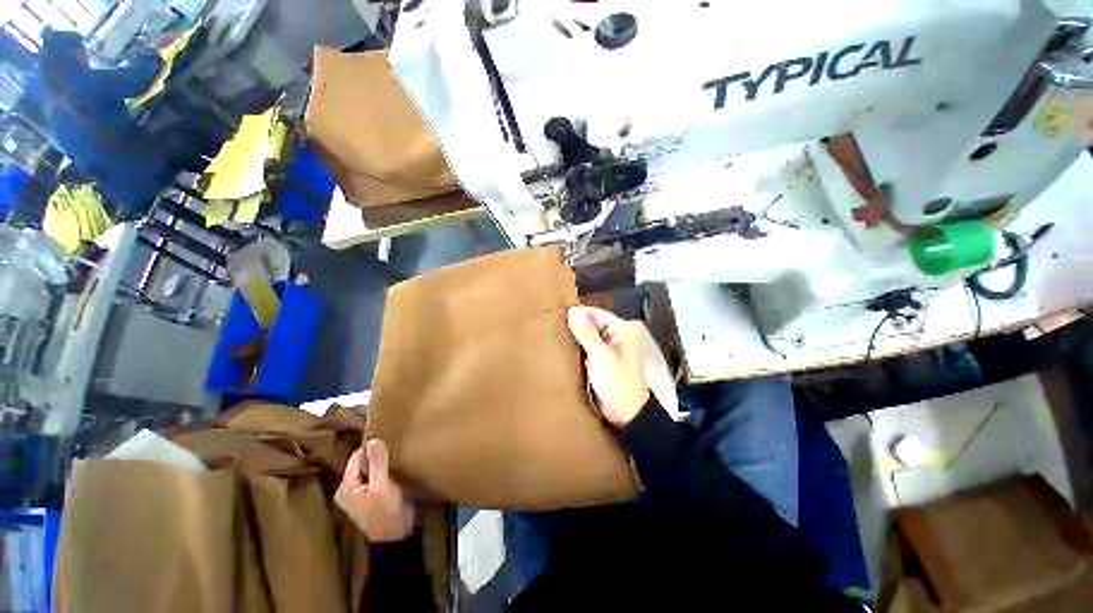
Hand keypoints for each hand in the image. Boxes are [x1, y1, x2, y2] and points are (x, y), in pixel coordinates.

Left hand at [335, 439, 414, 542]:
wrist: (396, 537)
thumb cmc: (385, 512)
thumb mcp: (382, 486)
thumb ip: (377, 463)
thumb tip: (373, 440)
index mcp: (345, 487)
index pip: (356, 459)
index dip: (371, 450)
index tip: (388, 443)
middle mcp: (349, 490)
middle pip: (363, 464)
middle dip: (377, 457)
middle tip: (394, 451)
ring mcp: (359, 494)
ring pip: (370, 470)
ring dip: (382, 464)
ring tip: (396, 458)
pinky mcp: (371, 497)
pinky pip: (376, 477)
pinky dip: (384, 472)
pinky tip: (395, 470)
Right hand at [567, 306, 649, 426]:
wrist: (626, 415)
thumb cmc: (618, 384)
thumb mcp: (601, 357)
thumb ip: (586, 333)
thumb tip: (572, 311)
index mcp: (623, 330)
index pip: (596, 313)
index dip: (578, 313)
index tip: (557, 314)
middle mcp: (618, 335)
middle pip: (592, 323)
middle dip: (575, 325)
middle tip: (553, 326)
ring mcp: (611, 348)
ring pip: (589, 335)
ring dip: (576, 337)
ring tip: (556, 336)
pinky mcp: (604, 360)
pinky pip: (589, 347)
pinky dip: (579, 348)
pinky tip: (565, 349)